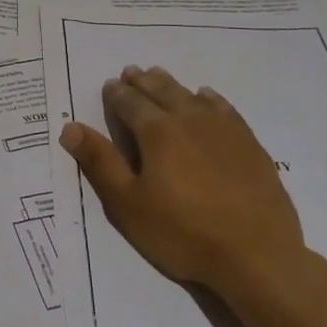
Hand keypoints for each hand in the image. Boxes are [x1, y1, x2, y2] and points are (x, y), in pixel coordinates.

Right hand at [60, 65, 304, 295]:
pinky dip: (208, 98)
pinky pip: (224, 108)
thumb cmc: (183, 232)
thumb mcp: (128, 204)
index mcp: (157, 132)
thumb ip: (100, 162)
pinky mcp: (249, 143)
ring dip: (171, 84)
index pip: (130, 103)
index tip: (109, 85)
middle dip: (142, 81)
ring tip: (159, 76)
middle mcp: (189, 119)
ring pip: (191, 95)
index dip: (117, 94)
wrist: (256, 254)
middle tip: (131, 72)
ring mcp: (223, 129)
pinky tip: (206, 97)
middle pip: (161, 91)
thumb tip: (70, 127)